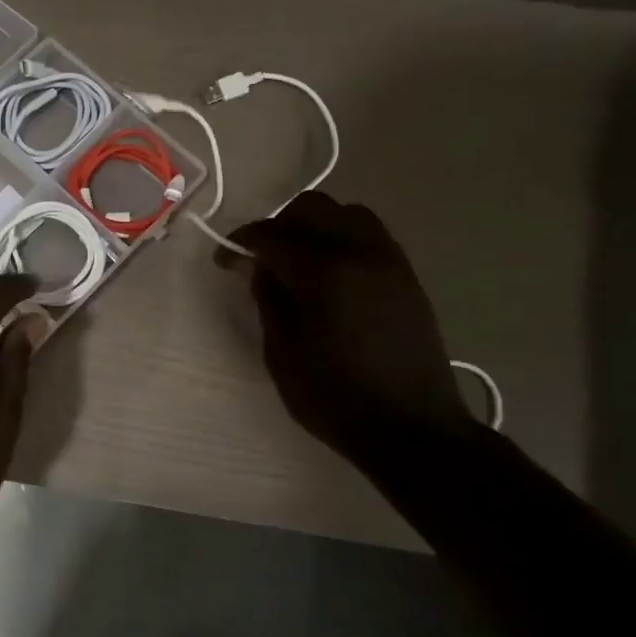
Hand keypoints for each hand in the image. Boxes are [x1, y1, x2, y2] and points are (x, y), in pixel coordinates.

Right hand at [226, 192, 468, 466]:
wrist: (412, 428)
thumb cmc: (336, 397)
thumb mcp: (283, 353)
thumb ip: (268, 300)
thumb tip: (258, 267)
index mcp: (324, 273)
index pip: (272, 235)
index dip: (240, 242)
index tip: (222, 260)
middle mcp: (360, 252)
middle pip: (313, 208)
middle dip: (278, 225)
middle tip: (260, 258)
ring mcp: (390, 261)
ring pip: (346, 214)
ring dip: (314, 227)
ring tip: (296, 262)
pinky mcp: (406, 276)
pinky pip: (369, 236)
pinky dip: (341, 240)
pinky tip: (328, 275)